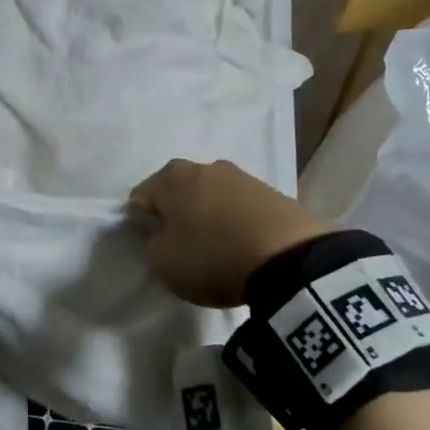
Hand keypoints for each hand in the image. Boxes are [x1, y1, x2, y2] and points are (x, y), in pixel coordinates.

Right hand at [129, 159, 334, 307]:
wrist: (290, 259)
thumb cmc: (213, 257)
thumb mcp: (163, 263)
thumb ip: (151, 245)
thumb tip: (161, 235)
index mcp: (172, 177)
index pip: (141, 196)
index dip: (139, 220)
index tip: (148, 244)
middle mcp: (205, 167)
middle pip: (179, 190)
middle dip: (176, 212)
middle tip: (179, 243)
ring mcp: (243, 177)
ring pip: (212, 195)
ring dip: (208, 214)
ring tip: (214, 246)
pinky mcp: (273, 193)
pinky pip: (241, 207)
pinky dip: (236, 221)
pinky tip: (241, 244)